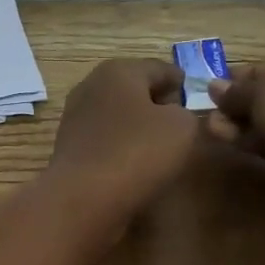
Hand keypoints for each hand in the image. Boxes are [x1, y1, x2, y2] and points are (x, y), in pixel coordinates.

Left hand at [46, 59, 200, 223]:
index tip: (194, 99)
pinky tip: (133, 161)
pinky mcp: (69, 144)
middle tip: (180, 123)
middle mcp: (91, 85)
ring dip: (137, 124)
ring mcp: (75, 115)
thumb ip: (185, 112)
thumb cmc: (137, 152)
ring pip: (117, 113)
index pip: (159, 68)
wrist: (83, 196)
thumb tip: (171, 115)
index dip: (181, 83)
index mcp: (119, 70)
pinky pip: (104, 136)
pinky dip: (120, 143)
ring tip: (159, 145)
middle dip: (157, 102)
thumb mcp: (182, 127)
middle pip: (134, 88)